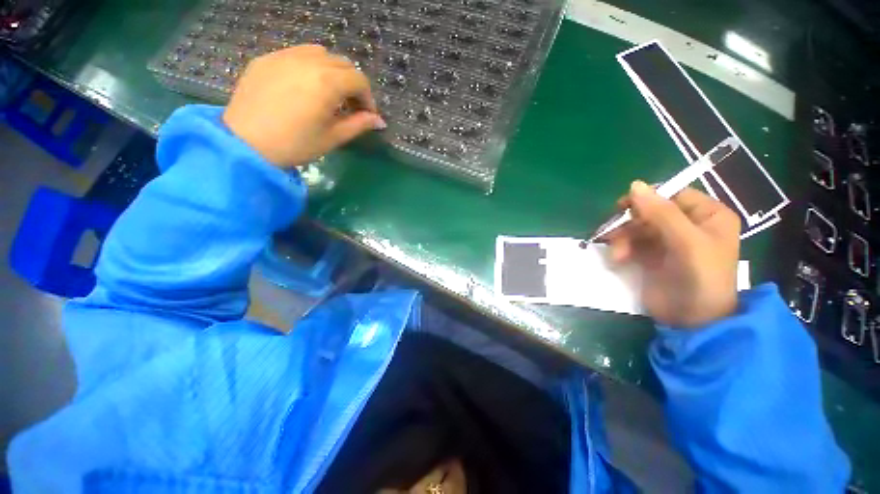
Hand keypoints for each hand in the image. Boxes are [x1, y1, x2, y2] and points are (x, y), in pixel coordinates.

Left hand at [223, 45, 385, 166]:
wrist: (246, 144)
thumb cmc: (296, 145)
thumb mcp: (333, 138)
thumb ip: (359, 125)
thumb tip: (379, 121)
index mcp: (327, 82)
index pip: (359, 80)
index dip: (368, 98)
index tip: (366, 115)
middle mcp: (308, 61)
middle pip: (342, 63)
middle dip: (352, 83)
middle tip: (349, 106)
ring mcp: (284, 56)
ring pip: (320, 53)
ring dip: (332, 71)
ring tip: (327, 93)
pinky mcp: (266, 59)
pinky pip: (296, 53)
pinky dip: (309, 66)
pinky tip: (304, 86)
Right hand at [605, 181, 740, 327]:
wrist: (693, 320)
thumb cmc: (701, 278)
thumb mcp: (686, 242)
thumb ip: (662, 213)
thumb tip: (634, 185)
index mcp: (707, 215)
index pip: (672, 195)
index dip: (648, 200)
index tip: (623, 209)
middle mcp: (688, 225)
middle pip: (650, 212)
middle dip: (630, 224)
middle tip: (613, 234)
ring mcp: (668, 241)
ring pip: (636, 228)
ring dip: (622, 239)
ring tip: (617, 255)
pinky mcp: (652, 256)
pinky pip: (631, 243)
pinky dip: (621, 249)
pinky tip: (617, 260)